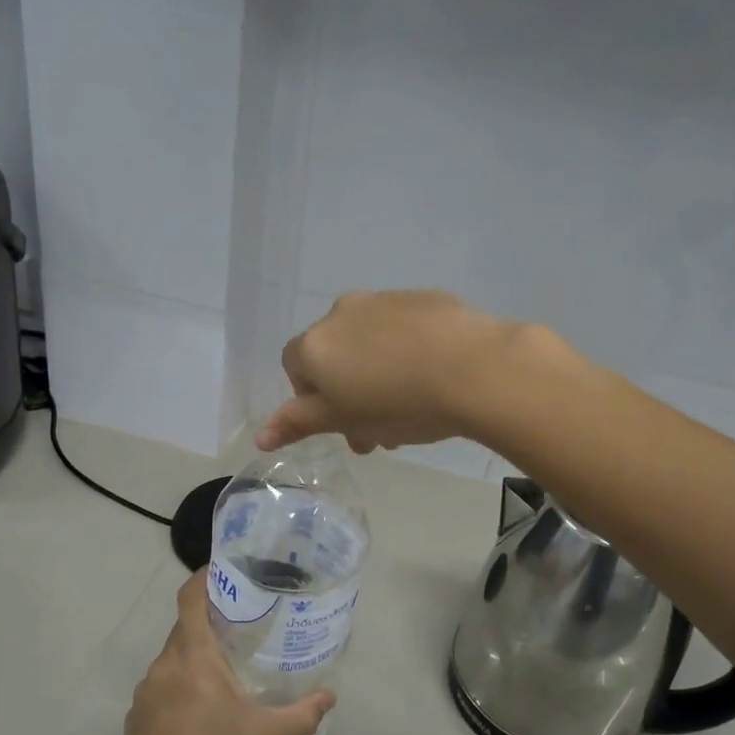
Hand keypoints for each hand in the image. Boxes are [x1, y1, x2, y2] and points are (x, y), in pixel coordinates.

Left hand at [124, 572, 334, 734]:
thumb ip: (301, 714)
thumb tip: (331, 698)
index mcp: (193, 657)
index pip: (189, 599)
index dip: (202, 579)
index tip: (222, 572)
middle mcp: (164, 665)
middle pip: (183, 628)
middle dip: (208, 624)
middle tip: (239, 628)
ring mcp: (145, 691)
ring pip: (171, 659)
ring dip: (193, 660)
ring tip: (222, 674)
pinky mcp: (135, 716)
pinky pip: (159, 687)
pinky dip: (178, 688)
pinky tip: (198, 714)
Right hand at [257, 290, 527, 452]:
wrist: (474, 368)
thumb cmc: (398, 403)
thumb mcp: (343, 420)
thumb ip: (298, 424)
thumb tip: (260, 436)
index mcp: (316, 344)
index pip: (296, 369)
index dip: (314, 399)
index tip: (342, 423)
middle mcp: (342, 313)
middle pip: (334, 356)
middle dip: (349, 392)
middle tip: (379, 430)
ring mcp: (384, 300)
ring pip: (369, 343)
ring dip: (378, 373)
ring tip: (411, 408)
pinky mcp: (423, 298)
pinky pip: (403, 329)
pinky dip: (408, 351)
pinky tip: (434, 376)